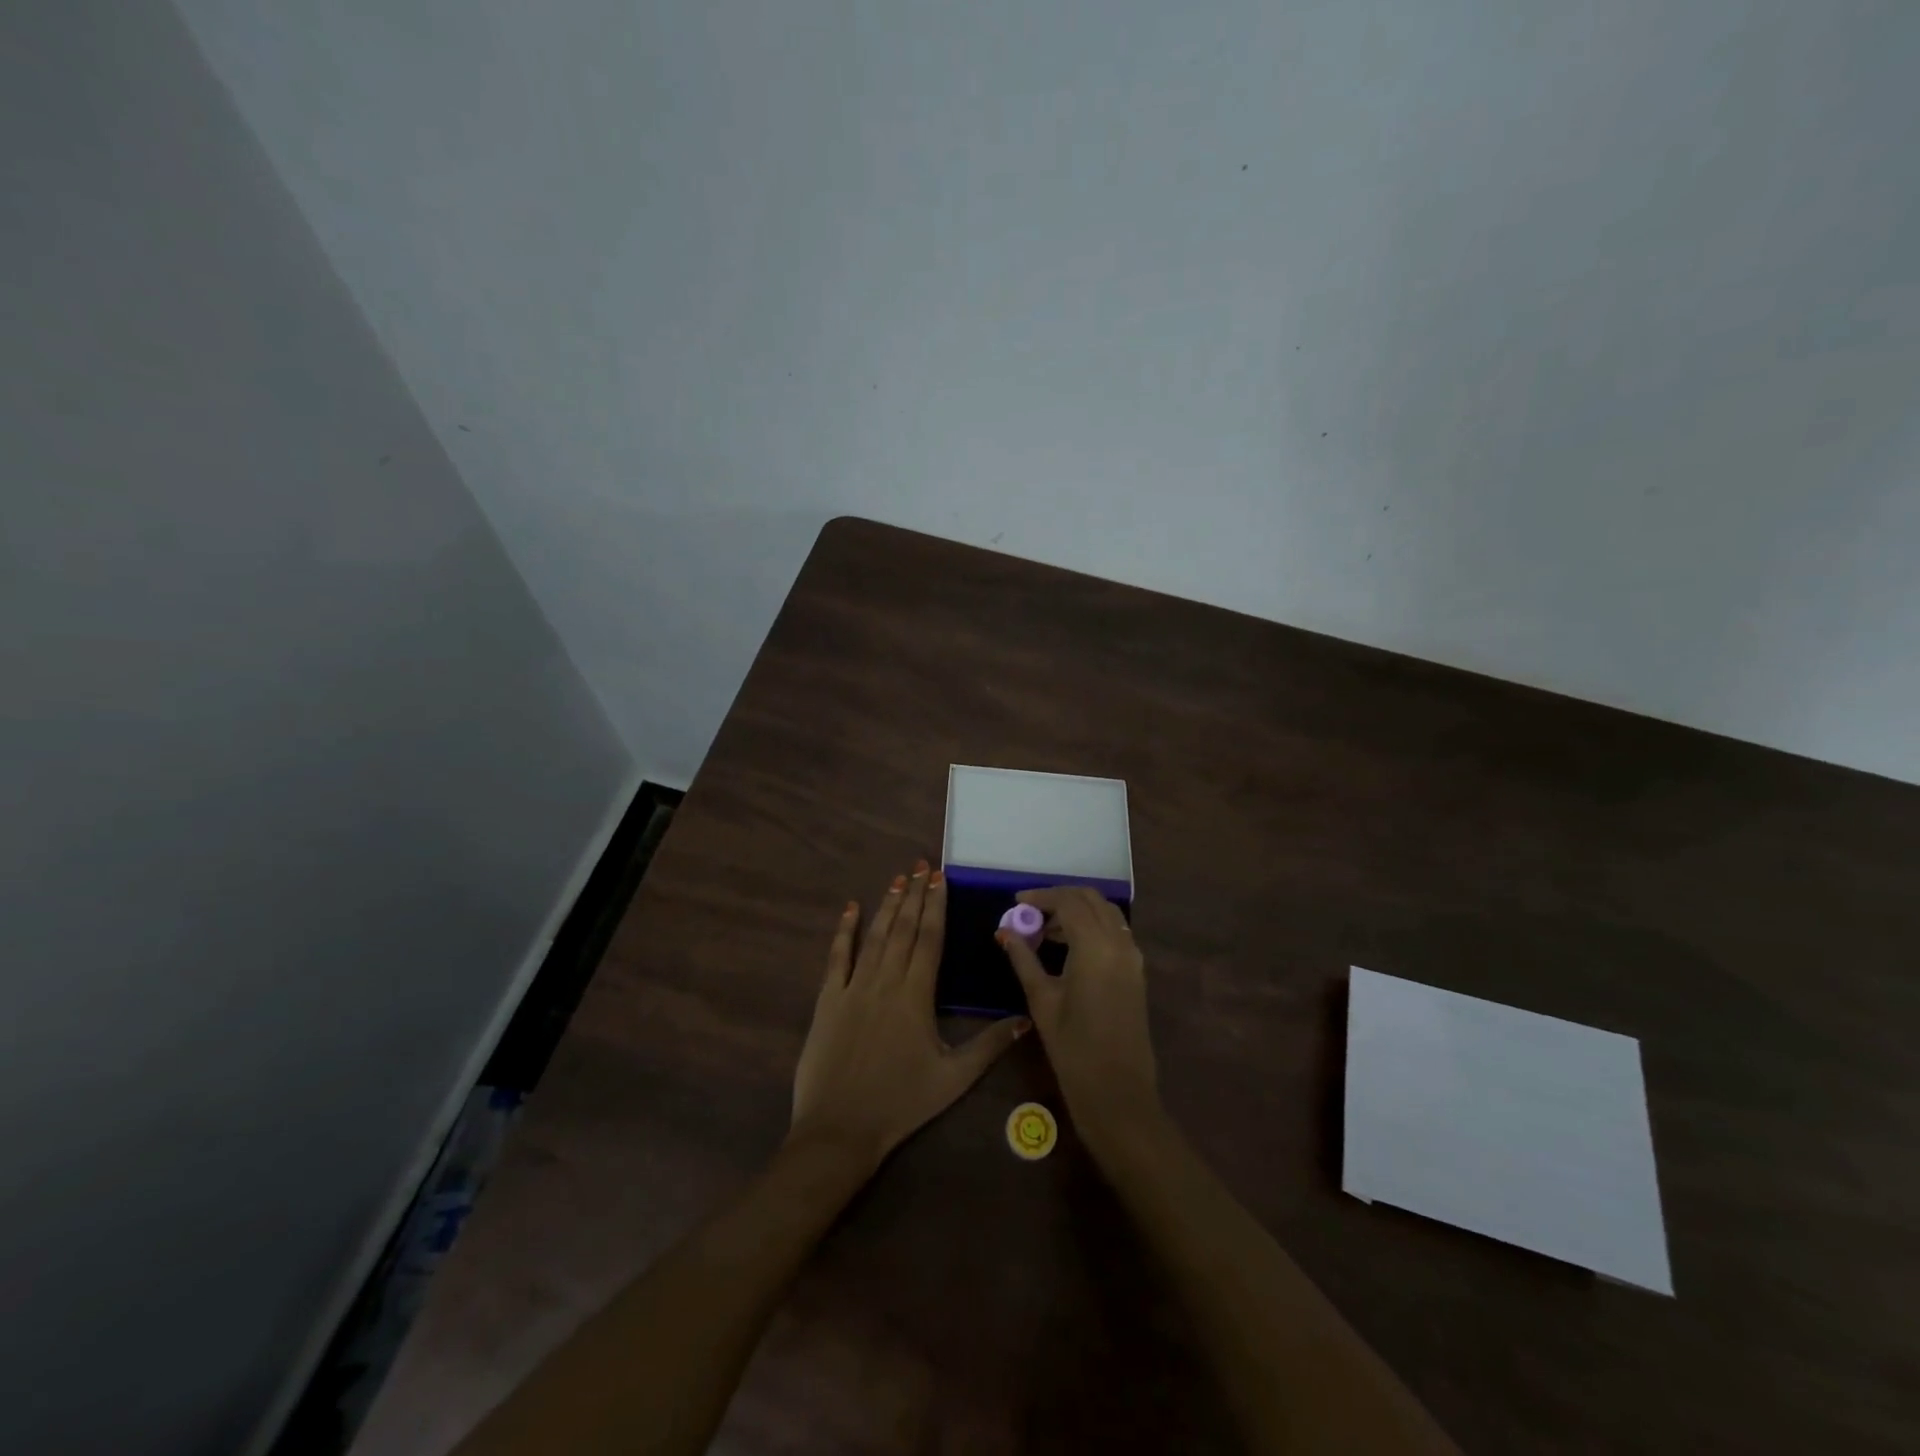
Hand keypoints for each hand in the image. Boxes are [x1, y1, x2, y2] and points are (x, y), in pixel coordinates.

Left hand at [790, 862, 1028, 1169]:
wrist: (839, 1130)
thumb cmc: (901, 1103)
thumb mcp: (953, 1079)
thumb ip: (989, 1046)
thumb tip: (1025, 1018)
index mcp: (916, 995)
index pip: (929, 939)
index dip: (936, 905)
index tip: (940, 878)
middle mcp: (885, 981)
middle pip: (903, 929)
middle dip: (915, 894)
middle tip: (922, 865)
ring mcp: (853, 988)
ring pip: (874, 936)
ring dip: (888, 905)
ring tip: (898, 878)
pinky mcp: (828, 1000)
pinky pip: (836, 957)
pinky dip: (844, 931)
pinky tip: (850, 909)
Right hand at [998, 886, 1160, 1153]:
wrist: (1119, 1094)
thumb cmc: (1074, 1049)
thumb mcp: (1042, 1001)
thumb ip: (1024, 959)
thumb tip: (1004, 932)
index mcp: (1096, 946)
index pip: (1068, 902)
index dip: (1040, 897)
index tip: (1016, 902)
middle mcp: (1120, 943)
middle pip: (1091, 899)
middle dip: (1060, 898)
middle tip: (1030, 913)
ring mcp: (1133, 957)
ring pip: (1106, 913)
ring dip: (1077, 911)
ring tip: (1044, 930)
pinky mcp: (1136, 971)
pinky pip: (1114, 932)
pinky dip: (1092, 926)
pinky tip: (1068, 946)